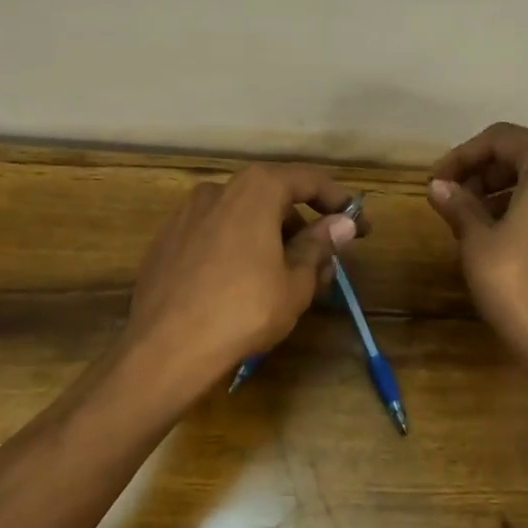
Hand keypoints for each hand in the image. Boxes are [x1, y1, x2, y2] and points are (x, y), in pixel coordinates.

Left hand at [124, 163, 360, 389]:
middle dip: (303, 226)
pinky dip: (238, 248)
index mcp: (255, 190)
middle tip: (324, 261)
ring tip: (286, 278)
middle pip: (272, 197)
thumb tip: (342, 224)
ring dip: (271, 238)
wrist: (165, 348)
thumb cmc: (243, 311)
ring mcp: (185, 215)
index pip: (308, 180)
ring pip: (242, 217)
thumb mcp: (295, 283)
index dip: (340, 201)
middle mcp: (218, 190)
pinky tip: (243, 284)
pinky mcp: (166, 242)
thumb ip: (319, 246)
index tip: (362, 225)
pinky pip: (215, 235)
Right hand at [427, 123, 527, 378]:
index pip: (500, 139)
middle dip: (479, 171)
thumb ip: (458, 204)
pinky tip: (491, 234)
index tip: (435, 182)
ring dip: (495, 190)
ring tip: (463, 218)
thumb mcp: (477, 240)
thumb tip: (438, 185)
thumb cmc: (517, 282)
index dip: (461, 156)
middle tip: (447, 198)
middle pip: (520, 155)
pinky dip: (517, 207)